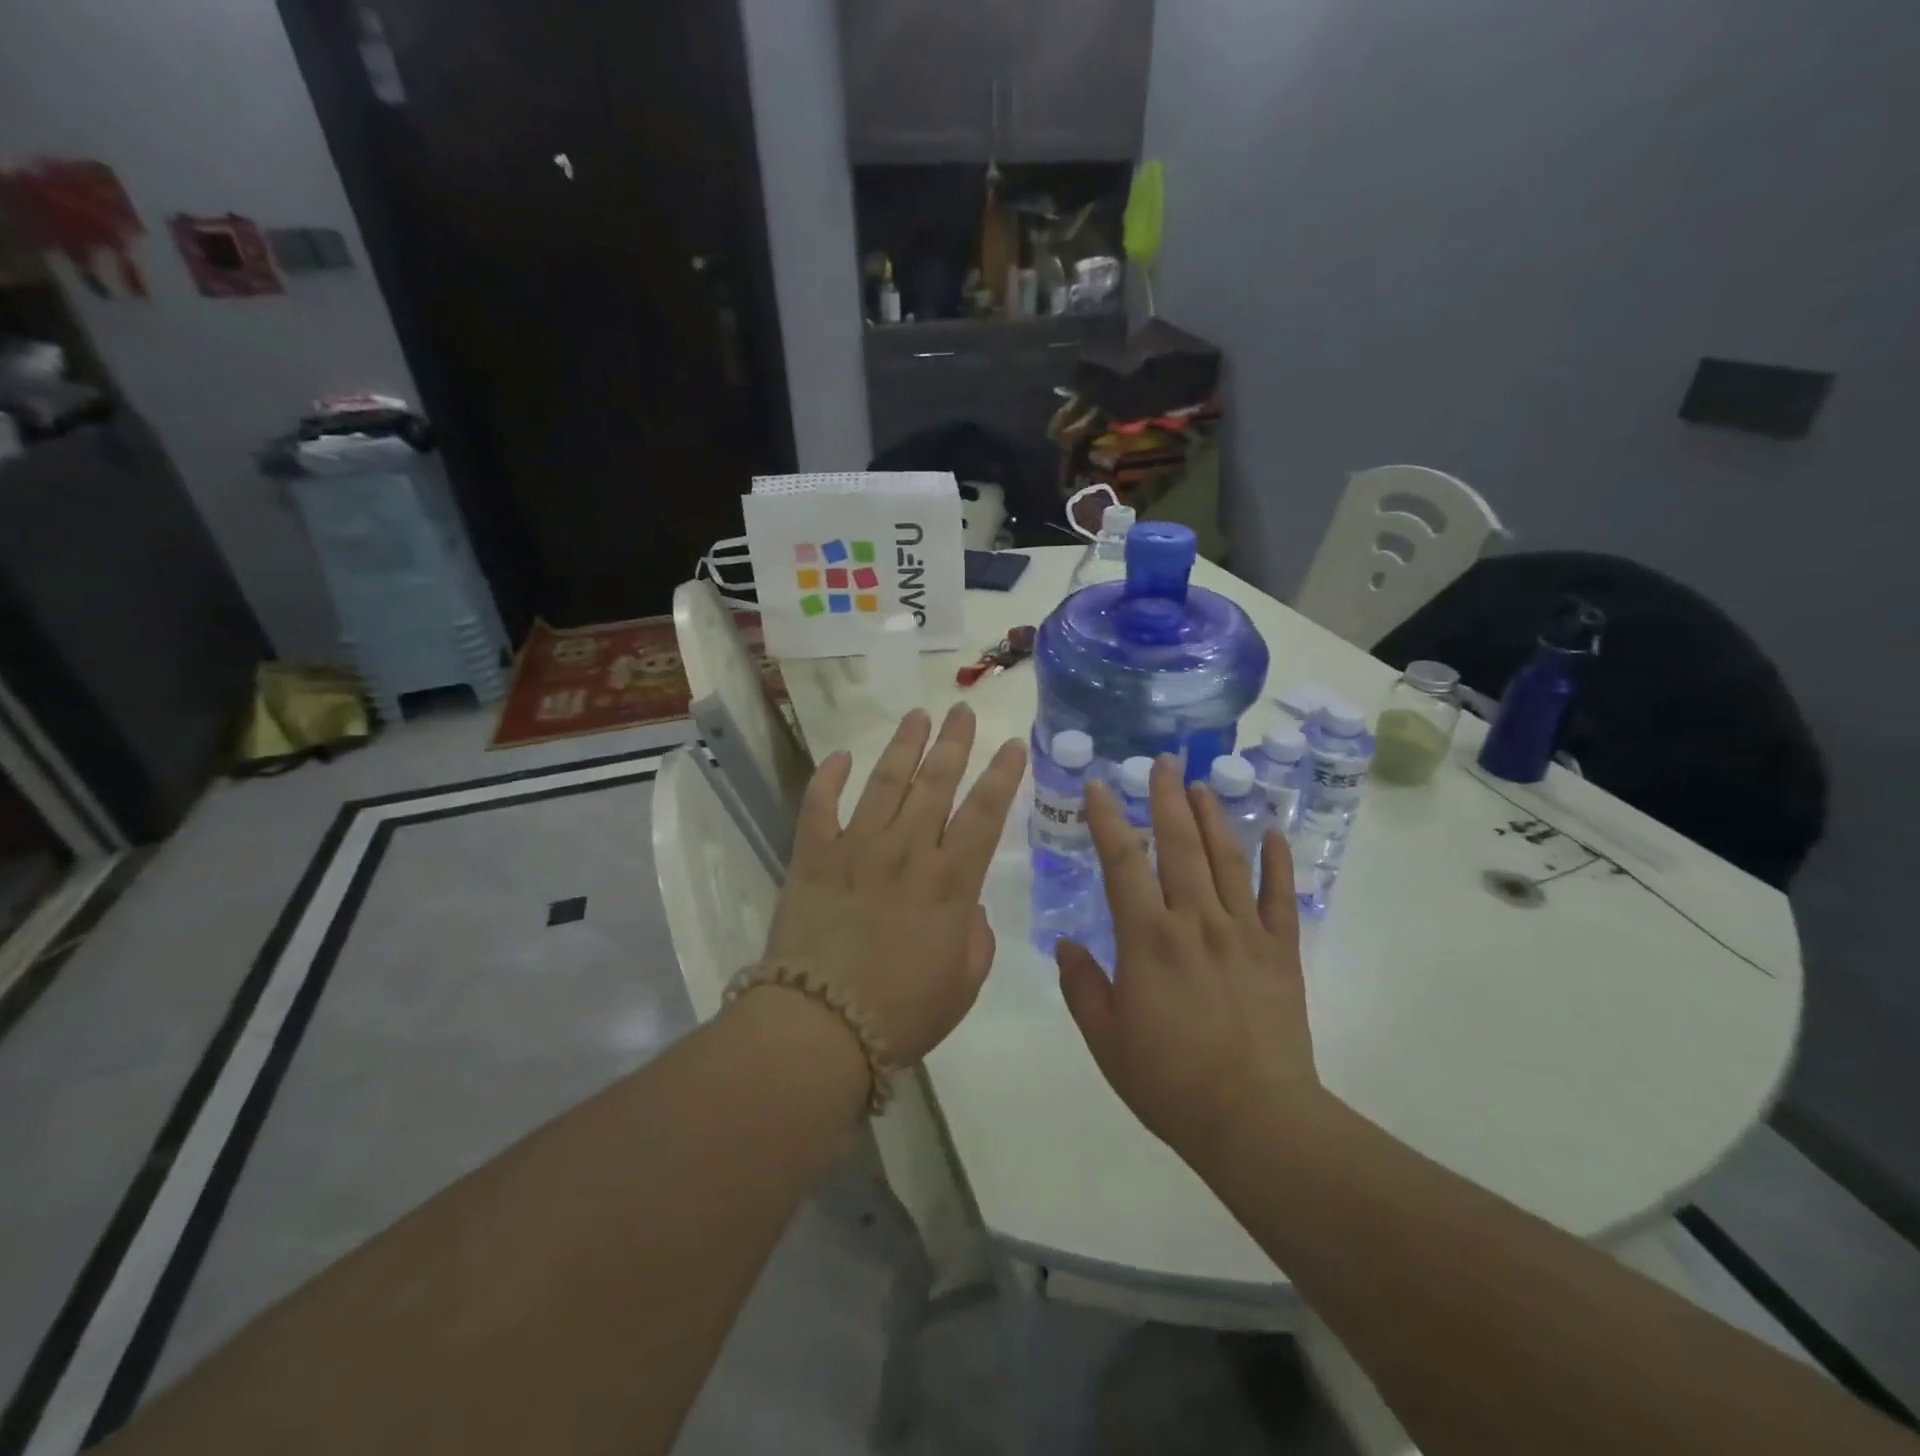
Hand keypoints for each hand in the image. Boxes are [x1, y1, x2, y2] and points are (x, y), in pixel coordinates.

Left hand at [763, 705, 1026, 1065]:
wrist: (819, 1028)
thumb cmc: (901, 1014)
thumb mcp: (962, 985)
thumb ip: (975, 939)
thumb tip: (967, 906)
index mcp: (950, 882)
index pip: (985, 813)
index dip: (1002, 775)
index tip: (1013, 744)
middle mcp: (907, 851)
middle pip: (936, 783)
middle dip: (954, 742)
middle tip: (962, 710)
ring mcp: (856, 848)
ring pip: (885, 781)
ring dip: (904, 745)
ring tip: (917, 715)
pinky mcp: (813, 857)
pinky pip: (819, 806)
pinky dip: (829, 778)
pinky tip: (841, 757)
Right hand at [1057, 756, 1321, 1165]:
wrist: (1255, 1121)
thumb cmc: (1170, 1082)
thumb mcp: (1106, 1040)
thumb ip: (1082, 986)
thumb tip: (1065, 943)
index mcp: (1148, 938)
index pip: (1123, 861)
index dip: (1108, 819)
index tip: (1099, 786)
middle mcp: (1196, 921)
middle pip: (1180, 845)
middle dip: (1167, 799)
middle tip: (1163, 762)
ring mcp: (1244, 932)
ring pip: (1227, 858)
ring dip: (1214, 816)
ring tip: (1204, 784)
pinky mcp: (1281, 951)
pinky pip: (1281, 895)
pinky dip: (1277, 861)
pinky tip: (1273, 832)